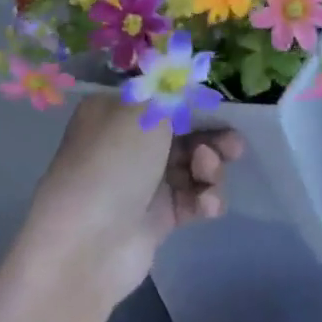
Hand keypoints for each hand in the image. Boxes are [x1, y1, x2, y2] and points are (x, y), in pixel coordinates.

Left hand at [23, 97, 241, 309]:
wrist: (87, 246)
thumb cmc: (112, 163)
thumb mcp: (143, 111)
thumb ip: (173, 92)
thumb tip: (185, 76)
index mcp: (115, 112)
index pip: (161, 98)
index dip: (192, 101)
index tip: (219, 105)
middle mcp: (128, 144)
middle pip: (183, 132)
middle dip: (212, 137)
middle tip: (234, 145)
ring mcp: (143, 182)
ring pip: (193, 165)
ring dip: (210, 168)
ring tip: (208, 175)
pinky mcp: (159, 217)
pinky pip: (193, 199)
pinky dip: (205, 199)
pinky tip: (207, 205)